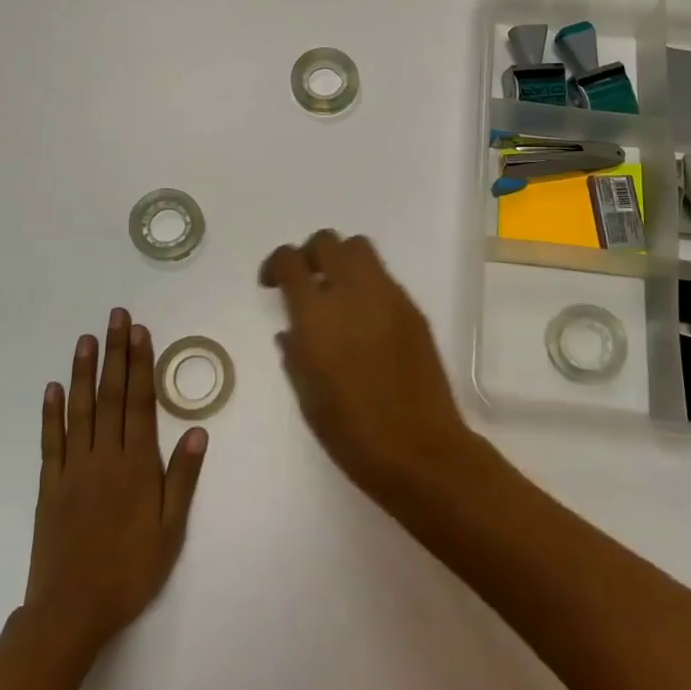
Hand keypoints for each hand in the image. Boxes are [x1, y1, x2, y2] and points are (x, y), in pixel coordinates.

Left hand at [21, 309, 206, 655]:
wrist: (71, 612)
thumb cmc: (130, 571)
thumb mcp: (170, 530)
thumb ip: (182, 479)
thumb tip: (196, 431)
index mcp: (136, 465)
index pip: (139, 402)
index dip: (140, 364)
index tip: (140, 332)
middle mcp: (104, 456)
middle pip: (111, 395)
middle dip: (115, 353)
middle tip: (115, 317)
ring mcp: (73, 469)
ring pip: (80, 410)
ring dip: (84, 372)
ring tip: (86, 339)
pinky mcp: (49, 486)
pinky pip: (50, 442)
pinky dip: (51, 413)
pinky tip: (53, 388)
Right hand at [259, 230, 476, 502]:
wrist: (418, 448)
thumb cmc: (351, 432)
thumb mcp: (306, 395)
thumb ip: (295, 352)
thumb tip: (291, 330)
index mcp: (315, 314)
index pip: (289, 260)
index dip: (275, 264)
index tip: (272, 284)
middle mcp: (351, 292)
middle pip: (327, 241)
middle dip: (310, 254)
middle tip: (306, 282)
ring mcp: (387, 296)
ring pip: (360, 248)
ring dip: (342, 261)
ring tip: (338, 294)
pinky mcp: (412, 308)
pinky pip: (384, 278)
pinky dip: (368, 284)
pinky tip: (366, 319)